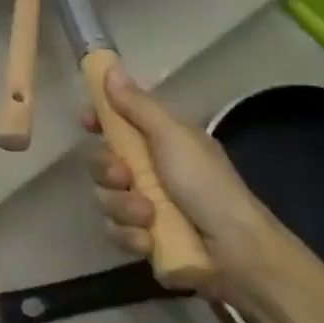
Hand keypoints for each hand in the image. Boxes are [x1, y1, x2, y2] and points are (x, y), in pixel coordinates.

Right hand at [81, 67, 284, 297]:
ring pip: (105, 198)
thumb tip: (110, 67)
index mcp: (160, 141)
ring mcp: (144, 206)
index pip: (118, 121)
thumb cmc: (206, 185)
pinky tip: (149, 241)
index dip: (99, 119)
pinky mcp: (143, 239)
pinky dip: (131, 236)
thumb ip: (137, 105)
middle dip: (106, 170)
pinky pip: (115, 232)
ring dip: (122, 207)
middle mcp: (148, 170)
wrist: (236, 254)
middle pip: (101, 161)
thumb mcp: (172, 136)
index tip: (87, 122)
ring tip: (148, 215)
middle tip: (123, 176)